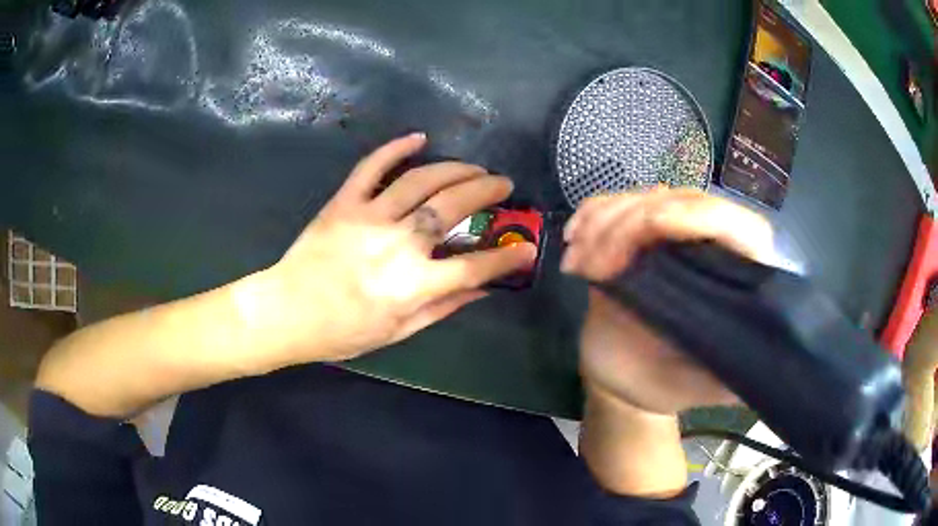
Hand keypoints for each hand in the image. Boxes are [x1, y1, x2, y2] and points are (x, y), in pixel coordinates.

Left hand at [258, 133, 535, 362]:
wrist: (286, 312)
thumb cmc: (341, 332)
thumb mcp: (397, 331)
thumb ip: (442, 307)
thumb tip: (482, 290)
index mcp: (412, 284)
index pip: (474, 267)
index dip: (507, 258)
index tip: (528, 248)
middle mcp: (397, 244)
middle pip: (453, 208)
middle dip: (487, 191)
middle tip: (503, 185)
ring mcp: (369, 217)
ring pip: (421, 180)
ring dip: (455, 168)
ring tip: (475, 167)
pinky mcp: (344, 202)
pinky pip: (372, 167)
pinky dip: (396, 149)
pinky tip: (419, 138)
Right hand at [562, 187, 773, 414]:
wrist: (627, 379)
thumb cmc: (670, 384)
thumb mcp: (708, 385)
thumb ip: (738, 369)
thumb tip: (765, 358)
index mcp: (738, 275)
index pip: (737, 224)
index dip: (700, 215)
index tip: (652, 228)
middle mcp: (709, 243)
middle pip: (682, 200)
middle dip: (633, 223)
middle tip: (599, 266)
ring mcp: (671, 232)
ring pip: (643, 197)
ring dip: (604, 221)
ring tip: (580, 263)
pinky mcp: (636, 232)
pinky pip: (613, 204)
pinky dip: (589, 215)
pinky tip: (573, 240)